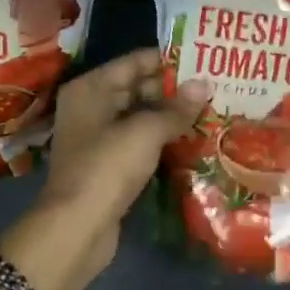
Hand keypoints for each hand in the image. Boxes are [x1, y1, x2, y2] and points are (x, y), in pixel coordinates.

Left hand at [0, 50, 210, 289]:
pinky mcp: (107, 165)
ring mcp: (97, 137)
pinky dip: (161, 140)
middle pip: (136, 88)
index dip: (167, 61)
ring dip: (170, 117)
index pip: (133, 62)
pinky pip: (139, 142)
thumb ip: (176, 108)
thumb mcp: (146, 132)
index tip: (202, 61)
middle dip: (172, 90)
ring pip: (139, 117)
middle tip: (213, 88)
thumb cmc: (107, 167)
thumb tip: (205, 84)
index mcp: (90, 88)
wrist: (76, 229)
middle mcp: (90, 107)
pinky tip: (191, 140)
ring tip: (210, 111)